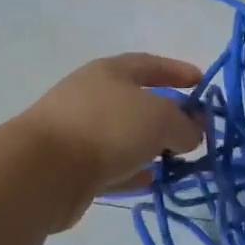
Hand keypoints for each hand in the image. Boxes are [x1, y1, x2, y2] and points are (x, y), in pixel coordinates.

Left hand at [16, 54, 204, 228]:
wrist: (42, 171)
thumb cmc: (107, 128)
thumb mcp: (161, 118)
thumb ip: (185, 124)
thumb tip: (191, 134)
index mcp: (110, 72)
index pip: (150, 64)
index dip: (178, 71)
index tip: (202, 83)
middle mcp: (93, 96)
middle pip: (138, 101)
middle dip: (169, 115)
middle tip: (195, 130)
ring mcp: (79, 131)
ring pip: (126, 136)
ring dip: (153, 146)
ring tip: (179, 160)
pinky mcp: (72, 166)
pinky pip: (113, 165)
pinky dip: (135, 171)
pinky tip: (154, 181)